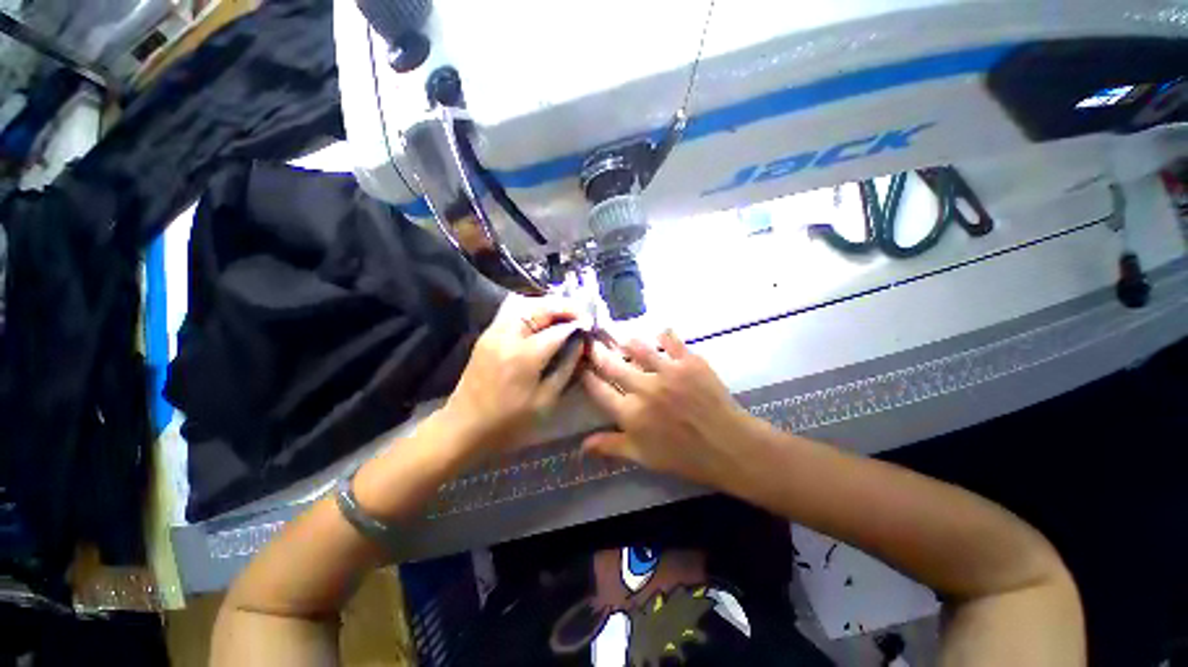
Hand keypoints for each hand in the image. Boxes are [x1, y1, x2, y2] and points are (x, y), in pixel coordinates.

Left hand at [442, 295, 587, 452]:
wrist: (464, 427)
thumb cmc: (508, 421)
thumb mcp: (545, 400)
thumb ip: (567, 366)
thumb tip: (581, 343)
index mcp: (524, 356)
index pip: (559, 329)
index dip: (579, 325)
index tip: (592, 327)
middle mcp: (507, 335)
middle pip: (541, 307)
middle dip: (566, 308)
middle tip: (583, 317)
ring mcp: (494, 332)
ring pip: (527, 305)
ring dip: (550, 307)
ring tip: (567, 318)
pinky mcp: (488, 334)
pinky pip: (516, 313)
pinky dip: (535, 312)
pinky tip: (546, 323)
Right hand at [580, 331, 754, 489]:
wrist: (729, 446)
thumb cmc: (684, 456)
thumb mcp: (644, 457)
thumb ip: (612, 447)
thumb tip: (581, 446)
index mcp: (631, 414)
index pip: (600, 391)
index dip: (588, 378)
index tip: (582, 368)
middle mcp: (644, 389)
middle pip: (612, 365)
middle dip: (598, 353)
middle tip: (592, 343)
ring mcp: (667, 372)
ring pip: (637, 347)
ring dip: (627, 342)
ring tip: (622, 338)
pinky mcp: (689, 361)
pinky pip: (670, 340)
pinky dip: (663, 335)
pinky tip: (660, 335)